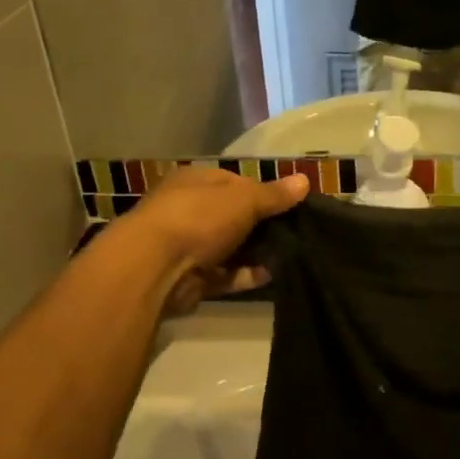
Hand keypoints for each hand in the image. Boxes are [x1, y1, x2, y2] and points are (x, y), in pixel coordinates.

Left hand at [117, 166, 309, 313]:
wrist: (154, 267)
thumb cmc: (199, 218)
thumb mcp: (244, 199)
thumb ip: (274, 195)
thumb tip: (305, 180)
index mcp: (196, 181)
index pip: (235, 183)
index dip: (263, 193)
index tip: (290, 206)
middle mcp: (188, 210)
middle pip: (232, 217)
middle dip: (261, 226)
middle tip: (295, 234)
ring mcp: (187, 245)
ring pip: (230, 248)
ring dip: (255, 253)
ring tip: (289, 256)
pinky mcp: (190, 278)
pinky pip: (223, 274)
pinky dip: (244, 275)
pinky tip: (270, 275)